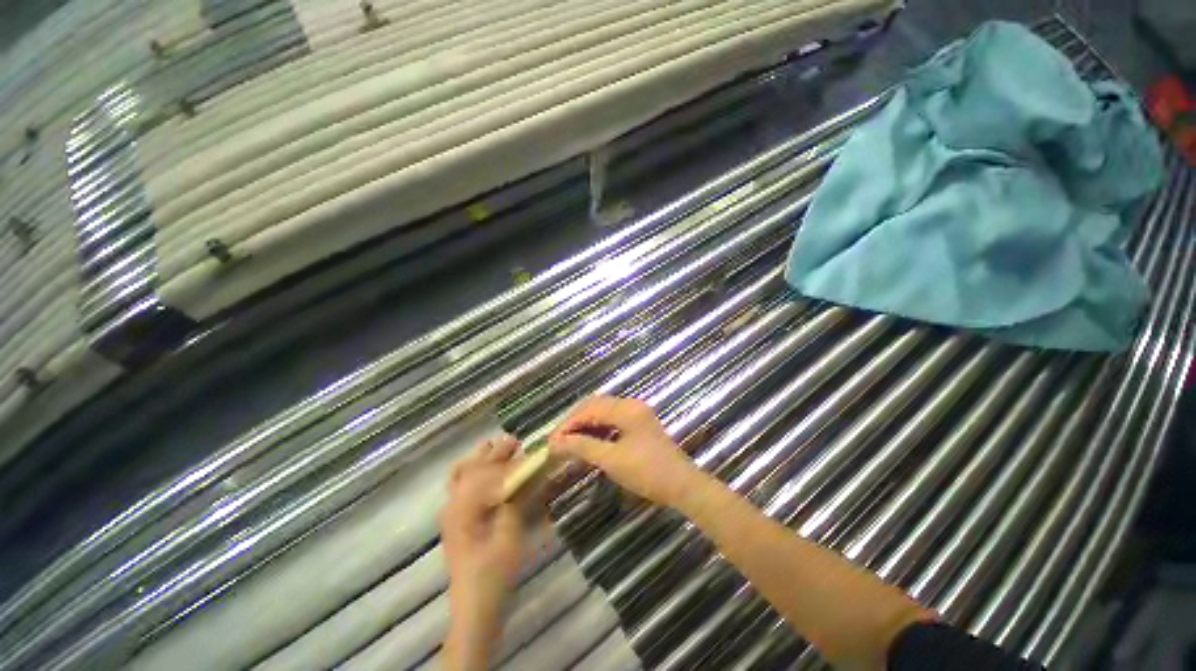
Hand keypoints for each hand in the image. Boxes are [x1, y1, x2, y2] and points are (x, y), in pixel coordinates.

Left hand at [440, 436, 531, 670]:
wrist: (475, 605)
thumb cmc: (494, 571)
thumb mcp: (510, 533)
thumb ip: (514, 499)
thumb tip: (524, 472)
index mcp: (464, 506)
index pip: (482, 468)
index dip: (502, 454)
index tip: (520, 444)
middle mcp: (453, 504)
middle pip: (470, 466)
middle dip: (493, 452)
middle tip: (514, 444)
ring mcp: (451, 512)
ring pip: (461, 474)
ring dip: (482, 461)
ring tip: (503, 454)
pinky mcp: (455, 521)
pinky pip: (462, 487)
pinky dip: (476, 474)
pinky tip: (492, 477)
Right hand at [548, 395, 701, 507]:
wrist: (683, 486)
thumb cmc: (647, 472)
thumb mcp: (612, 460)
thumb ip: (582, 447)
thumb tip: (555, 443)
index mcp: (626, 409)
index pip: (589, 409)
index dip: (568, 424)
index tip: (551, 442)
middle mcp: (631, 404)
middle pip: (595, 405)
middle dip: (574, 422)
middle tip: (558, 441)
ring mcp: (636, 413)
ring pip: (603, 412)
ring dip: (585, 424)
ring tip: (569, 441)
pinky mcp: (639, 423)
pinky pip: (612, 420)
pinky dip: (597, 429)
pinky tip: (588, 441)